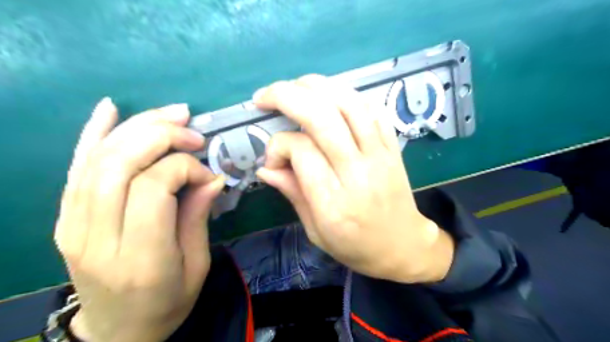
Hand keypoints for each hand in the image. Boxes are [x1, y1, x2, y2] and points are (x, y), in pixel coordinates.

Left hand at [54, 98, 224, 339]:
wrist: (118, 330)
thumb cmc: (168, 302)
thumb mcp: (197, 265)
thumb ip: (198, 217)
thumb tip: (212, 176)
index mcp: (140, 258)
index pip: (153, 187)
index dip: (185, 168)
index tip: (208, 174)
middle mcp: (97, 238)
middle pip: (121, 165)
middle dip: (162, 137)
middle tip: (194, 134)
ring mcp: (72, 225)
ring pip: (99, 158)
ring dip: (139, 127)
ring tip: (174, 114)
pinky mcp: (65, 217)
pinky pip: (77, 166)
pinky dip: (94, 133)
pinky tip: (111, 109)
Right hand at [251, 76, 452, 284]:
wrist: (403, 245)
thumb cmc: (356, 246)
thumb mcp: (315, 231)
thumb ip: (292, 193)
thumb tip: (265, 166)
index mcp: (334, 203)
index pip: (301, 151)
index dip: (278, 145)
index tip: (272, 158)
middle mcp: (357, 172)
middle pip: (322, 117)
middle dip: (286, 96)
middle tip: (264, 96)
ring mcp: (380, 155)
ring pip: (348, 104)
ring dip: (315, 86)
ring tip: (294, 87)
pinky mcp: (393, 146)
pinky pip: (371, 108)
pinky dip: (346, 95)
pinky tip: (328, 96)